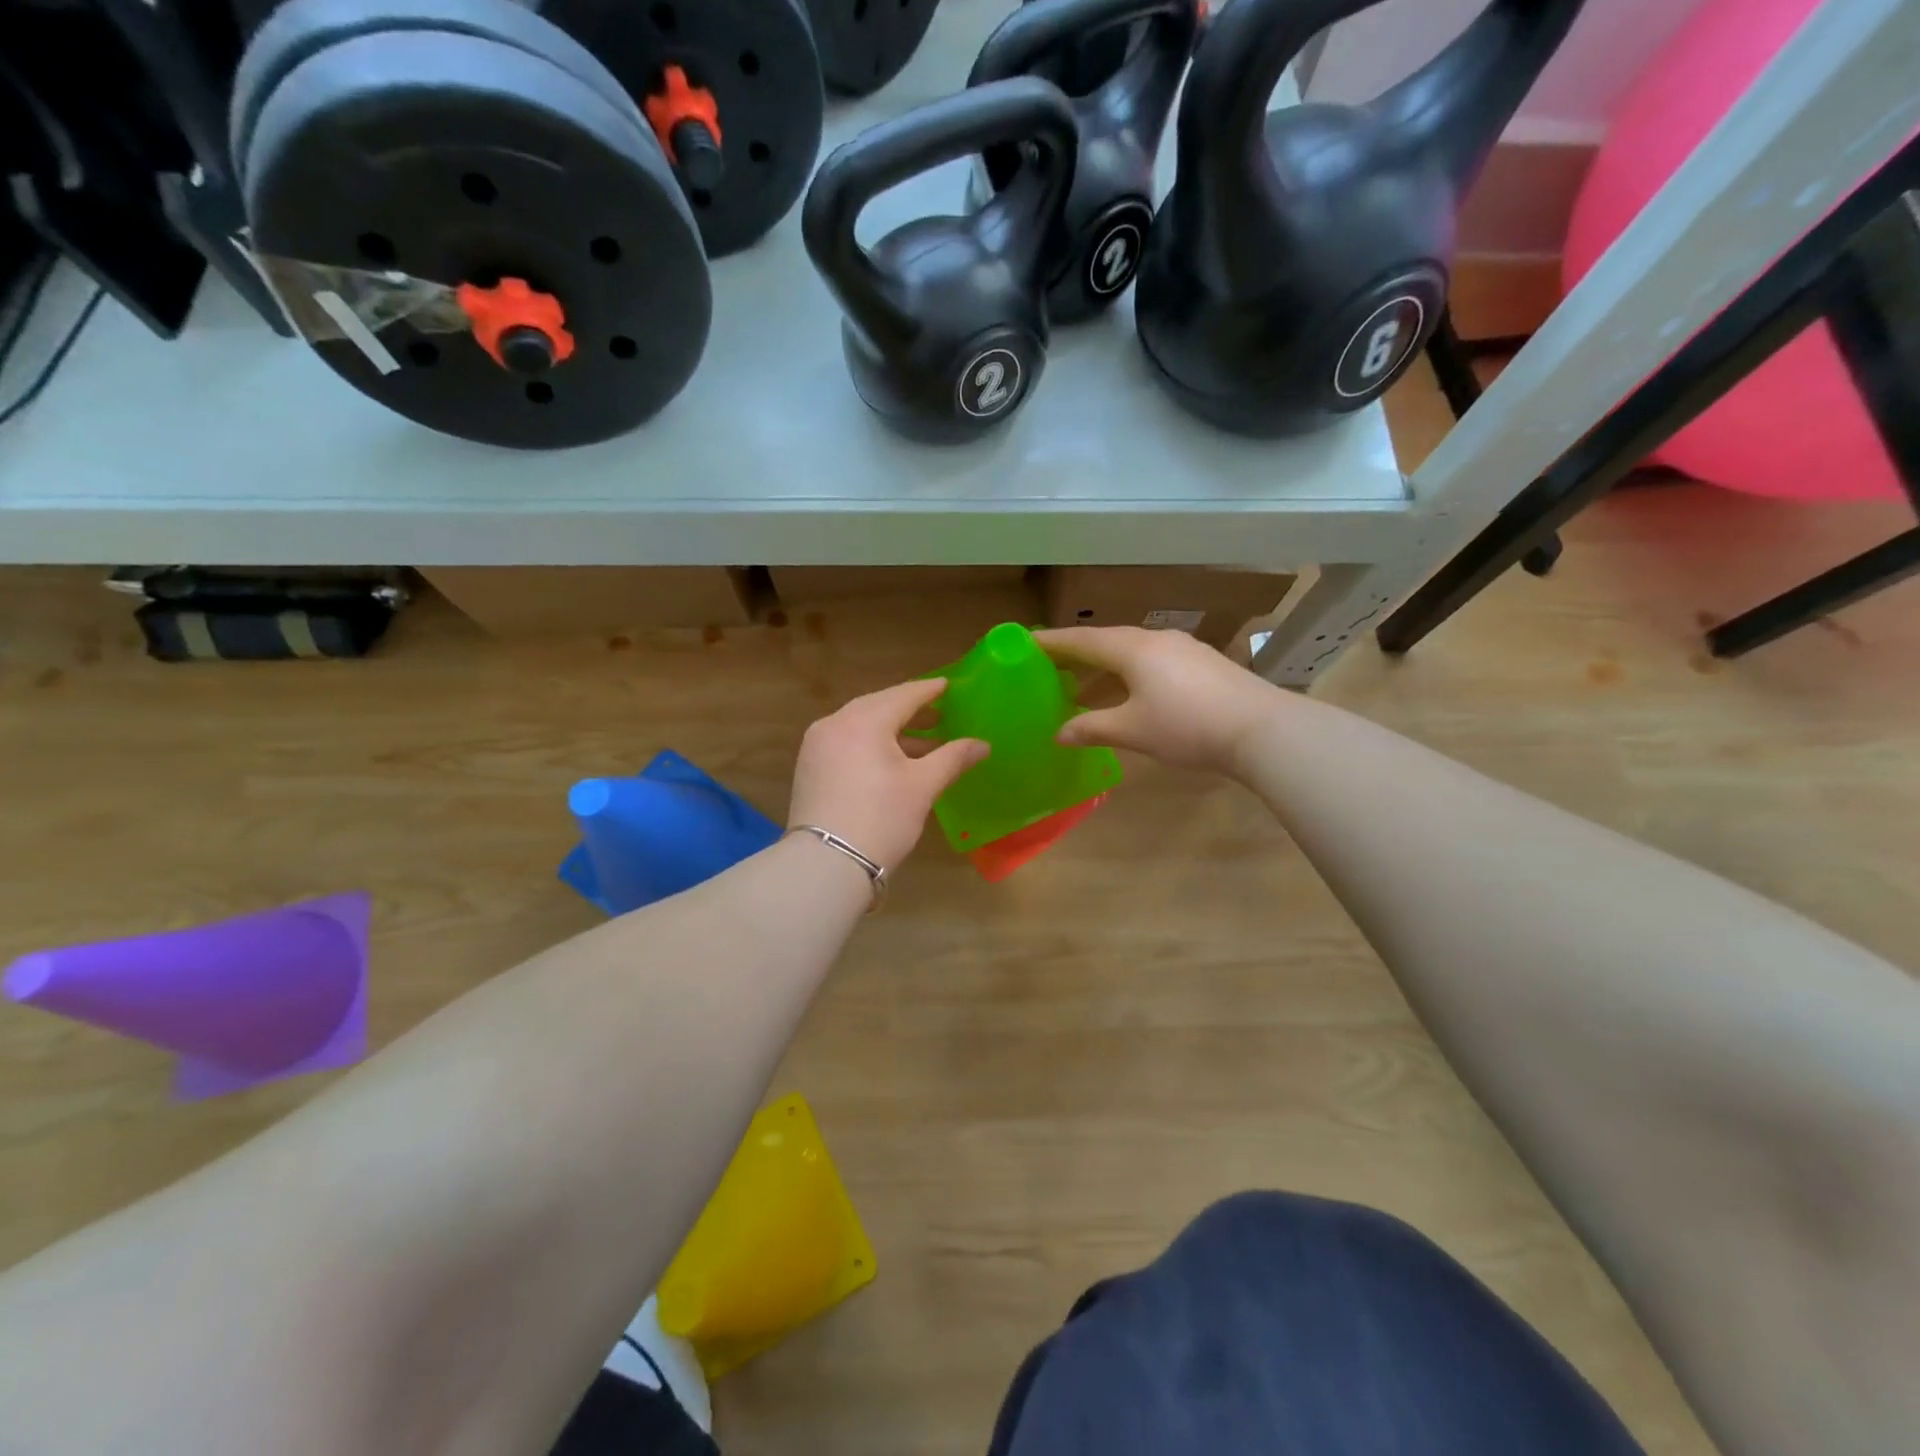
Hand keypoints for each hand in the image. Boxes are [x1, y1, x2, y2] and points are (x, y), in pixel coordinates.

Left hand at [788, 678, 989, 870]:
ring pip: (860, 726)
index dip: (929, 691)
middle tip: (939, 714)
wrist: (827, 863)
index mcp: (864, 720)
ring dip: (892, 731)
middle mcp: (835, 723)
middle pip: (879, 706)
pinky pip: (846, 742)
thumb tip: (982, 744)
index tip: (949, 686)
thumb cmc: (882, 818)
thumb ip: (953, 758)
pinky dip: (871, 744)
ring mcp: (817, 745)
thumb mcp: (923, 786)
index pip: (904, 695)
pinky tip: (891, 761)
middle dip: (910, 711)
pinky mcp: (809, 767)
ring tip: (924, 744)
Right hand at [1035, 626, 1280, 775]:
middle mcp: (1155, 639)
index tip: (1025, 642)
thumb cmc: (1186, 726)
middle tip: (1050, 666)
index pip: (1082, 639)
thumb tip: (1059, 734)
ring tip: (1084, 686)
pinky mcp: (1202, 663)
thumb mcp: (1132, 730)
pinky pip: (1153, 661)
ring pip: (1131, 651)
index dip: (1052, 641)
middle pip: (1106, 641)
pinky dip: (1130, 673)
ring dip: (1104, 666)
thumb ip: (1092, 728)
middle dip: (1077, 653)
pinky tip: (1130, 693)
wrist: (1261, 729)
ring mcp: (1183, 649)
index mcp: (1132, 649)